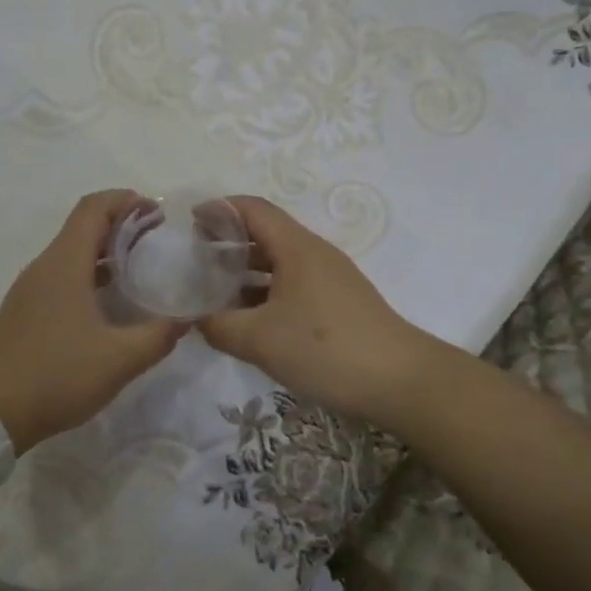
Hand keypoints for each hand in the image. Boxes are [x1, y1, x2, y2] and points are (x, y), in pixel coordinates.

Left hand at [0, 190, 185, 451]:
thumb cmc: (58, 374)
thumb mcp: (120, 359)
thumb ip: (159, 335)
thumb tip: (187, 319)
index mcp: (65, 263)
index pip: (94, 208)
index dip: (126, 201)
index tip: (157, 211)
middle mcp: (44, 266)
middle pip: (83, 226)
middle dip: (121, 224)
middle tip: (157, 238)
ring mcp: (30, 288)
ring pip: (71, 252)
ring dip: (105, 250)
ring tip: (140, 266)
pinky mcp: (25, 310)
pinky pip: (61, 275)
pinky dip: (89, 273)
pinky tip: (110, 301)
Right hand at [196, 196, 438, 429]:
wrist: (400, 382)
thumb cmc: (324, 349)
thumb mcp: (258, 339)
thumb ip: (218, 325)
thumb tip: (197, 319)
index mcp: (296, 247)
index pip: (253, 209)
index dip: (220, 209)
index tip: (191, 222)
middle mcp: (314, 254)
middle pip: (265, 233)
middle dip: (228, 241)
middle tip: (196, 260)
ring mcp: (330, 279)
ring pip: (279, 263)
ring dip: (245, 271)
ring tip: (214, 291)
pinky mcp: (338, 304)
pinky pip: (292, 285)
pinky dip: (265, 292)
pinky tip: (248, 319)